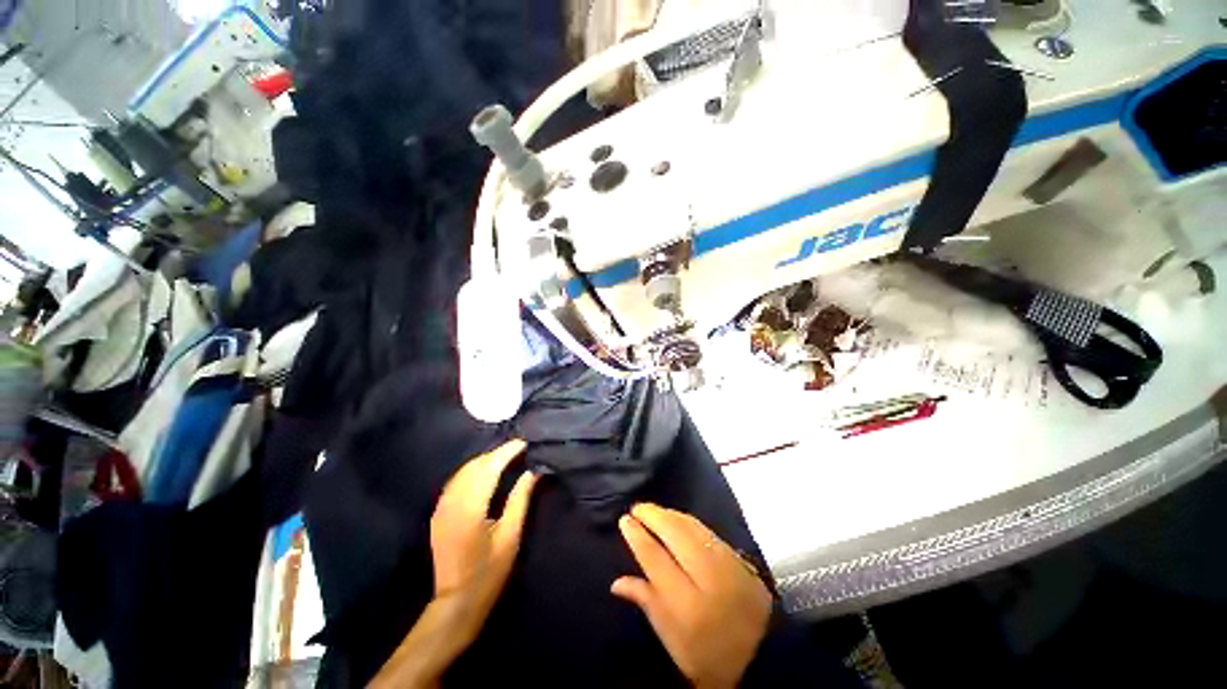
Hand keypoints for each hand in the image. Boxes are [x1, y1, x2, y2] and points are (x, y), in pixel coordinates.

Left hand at [370, 439, 538, 688]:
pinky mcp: (439, 513)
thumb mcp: (511, 536)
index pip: (489, 467)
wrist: (456, 603)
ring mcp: (442, 507)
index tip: (524, 443)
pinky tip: (486, 472)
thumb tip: (534, 471)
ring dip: (485, 460)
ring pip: (463, 471)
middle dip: (497, 453)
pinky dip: (473, 470)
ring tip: (507, 457)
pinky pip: (456, 481)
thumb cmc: (489, 572)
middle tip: (519, 449)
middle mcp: (452, 502)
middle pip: (474, 465)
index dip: (507, 452)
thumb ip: (520, 498)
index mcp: (471, 508)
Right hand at [612, 503, 772, 688]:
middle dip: (652, 515)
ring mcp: (725, 562)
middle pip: (674, 533)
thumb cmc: (708, 655)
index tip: (624, 520)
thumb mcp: (672, 640)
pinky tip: (676, 518)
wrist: (762, 656)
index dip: (637, 536)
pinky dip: (686, 520)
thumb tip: (617, 582)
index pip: (655, 558)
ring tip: (652, 510)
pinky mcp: (738, 557)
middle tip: (636, 507)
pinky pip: (706, 530)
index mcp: (687, 604)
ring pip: (691, 526)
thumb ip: (647, 602)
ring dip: (668, 514)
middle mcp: (707, 576)